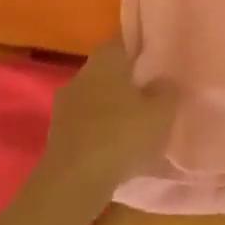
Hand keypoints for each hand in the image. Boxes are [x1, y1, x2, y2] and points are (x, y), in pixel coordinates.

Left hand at [42, 40, 176, 198]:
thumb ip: (167, 91)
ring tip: (137, 125)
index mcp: (106, 60)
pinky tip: (117, 147)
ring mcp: (65, 106)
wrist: (74, 182)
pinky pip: (87, 124)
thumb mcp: (162, 112)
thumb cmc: (122, 135)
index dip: (142, 50)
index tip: (158, 62)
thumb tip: (163, 81)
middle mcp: (81, 75)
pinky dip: (101, 131)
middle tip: (153, 95)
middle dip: (128, 81)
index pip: (123, 42)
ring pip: (96, 98)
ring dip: (113, 108)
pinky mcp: (57, 134)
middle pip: (108, 71)